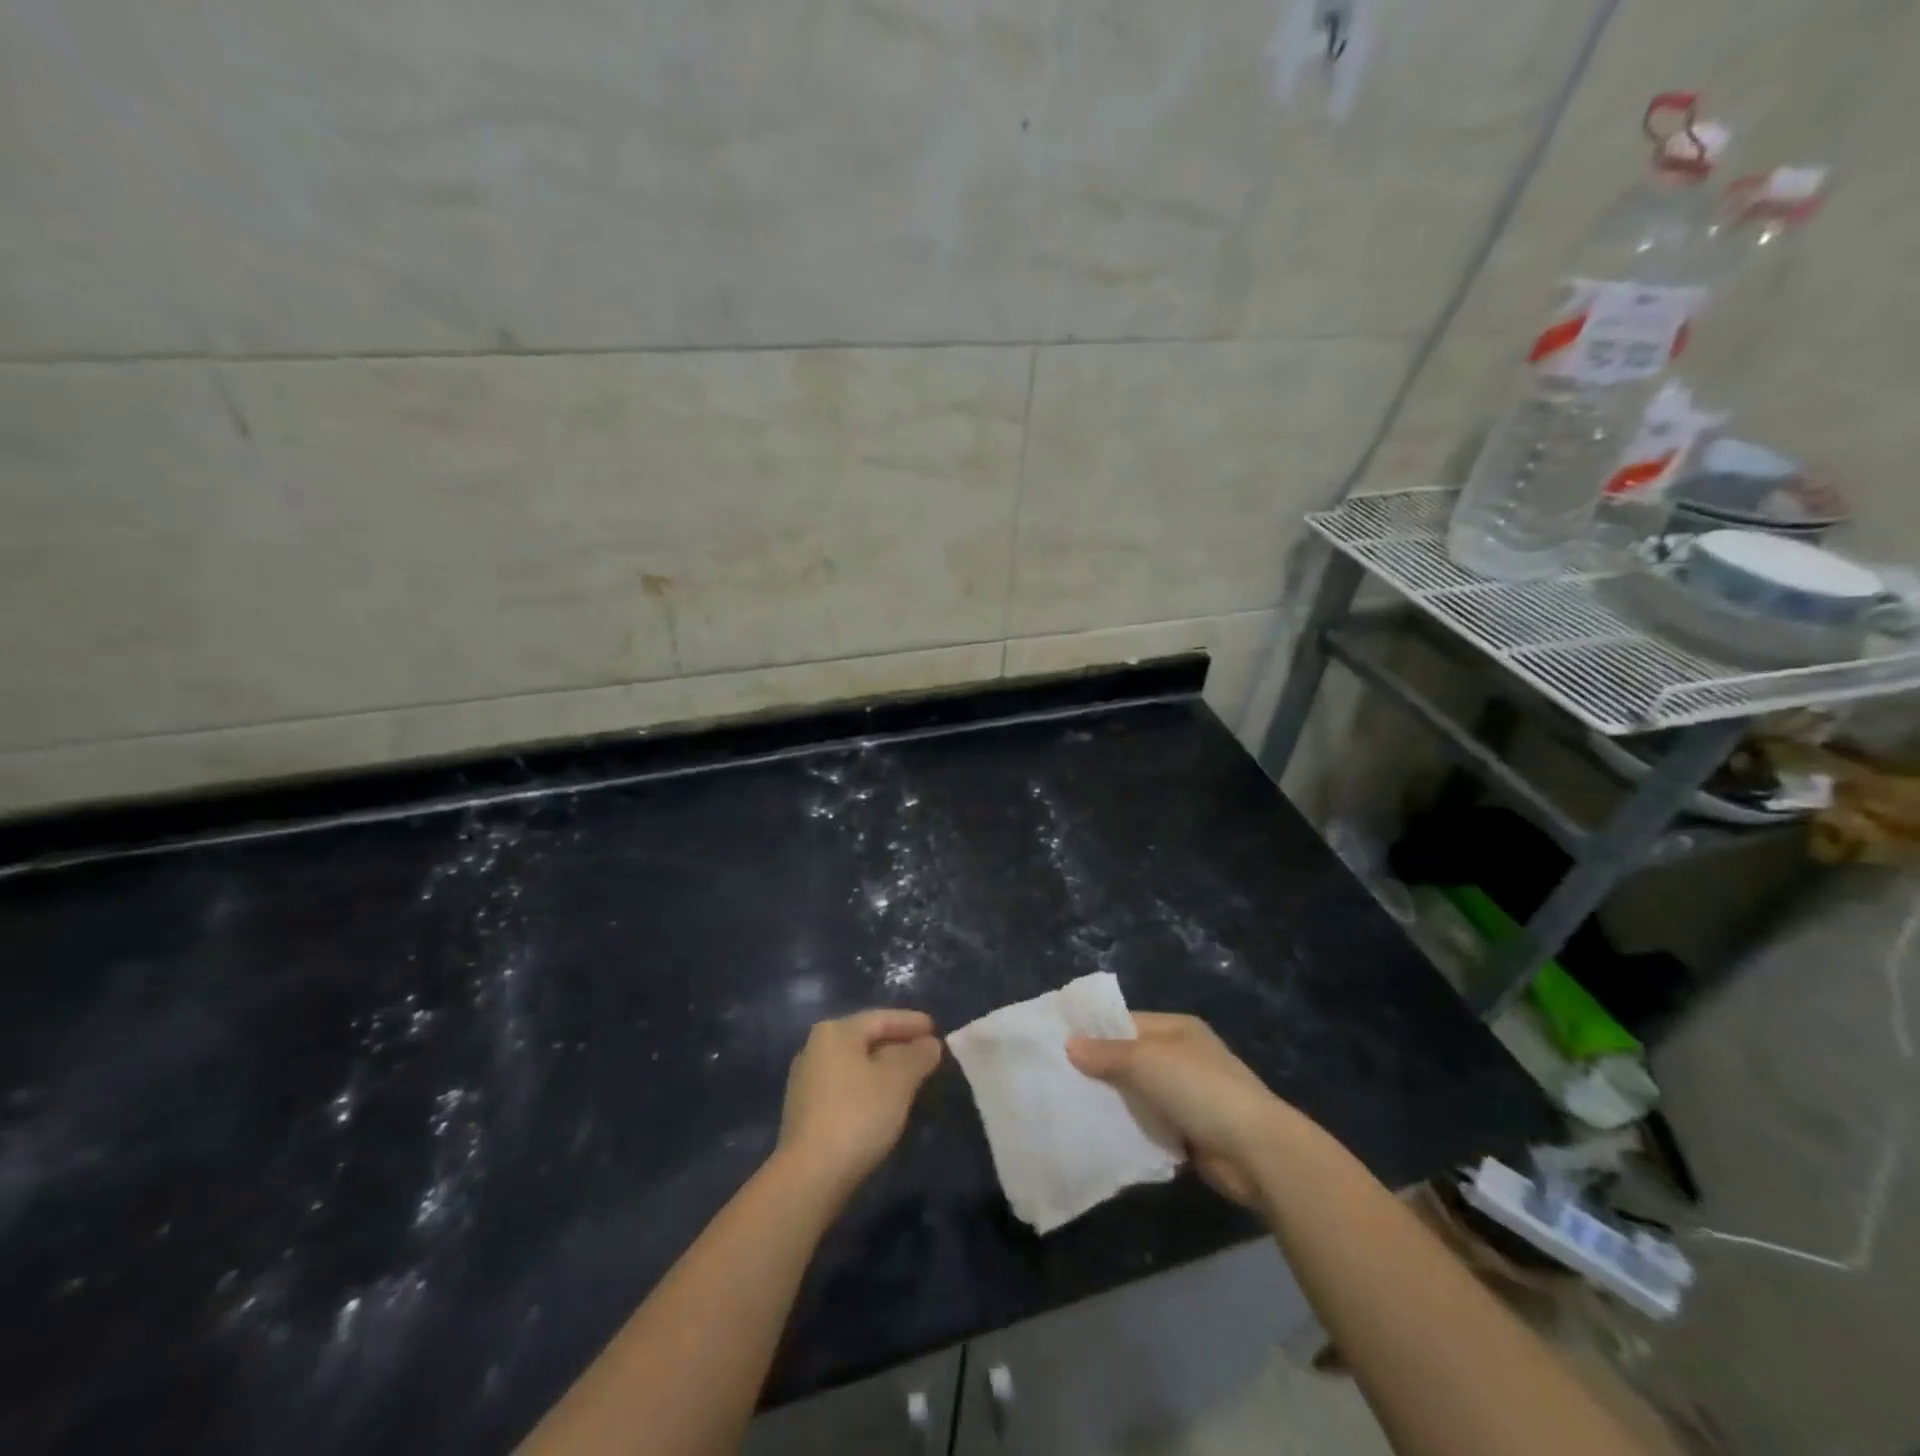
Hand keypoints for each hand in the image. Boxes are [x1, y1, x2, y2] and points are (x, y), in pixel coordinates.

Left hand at [776, 1009, 942, 1199]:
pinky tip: (885, 1102)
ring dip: (884, 1068)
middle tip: (927, 1053)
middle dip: (898, 1045)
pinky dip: (868, 1088)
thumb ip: (918, 1056)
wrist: (809, 1176)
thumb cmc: (858, 1115)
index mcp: (836, 1032)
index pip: (880, 1018)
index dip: (911, 1022)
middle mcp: (815, 1048)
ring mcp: (806, 1081)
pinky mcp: (805, 1111)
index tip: (935, 1028)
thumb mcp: (899, 1081)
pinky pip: (846, 1087)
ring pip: (856, 1065)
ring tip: (912, 1078)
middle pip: (866, 1039)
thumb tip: (929, 1044)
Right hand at [1067, 1012, 1295, 1205]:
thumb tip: (1070, 1044)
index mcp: (1176, 1029)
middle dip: (1099, 1070)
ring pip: (1139, 1094)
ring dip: (1114, 1103)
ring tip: (1071, 1109)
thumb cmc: (1198, 1089)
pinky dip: (1131, 1129)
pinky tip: (1102, 1136)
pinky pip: (1151, 1125)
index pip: (1126, 1023)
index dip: (1094, 1032)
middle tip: (1058, 1081)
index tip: (1058, 1045)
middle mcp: (1182, 1057)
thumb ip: (1106, 1053)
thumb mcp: (1146, 1061)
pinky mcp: (1190, 1132)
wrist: (1254, 1150)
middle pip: (1130, 1059)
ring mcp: (1188, 1096)